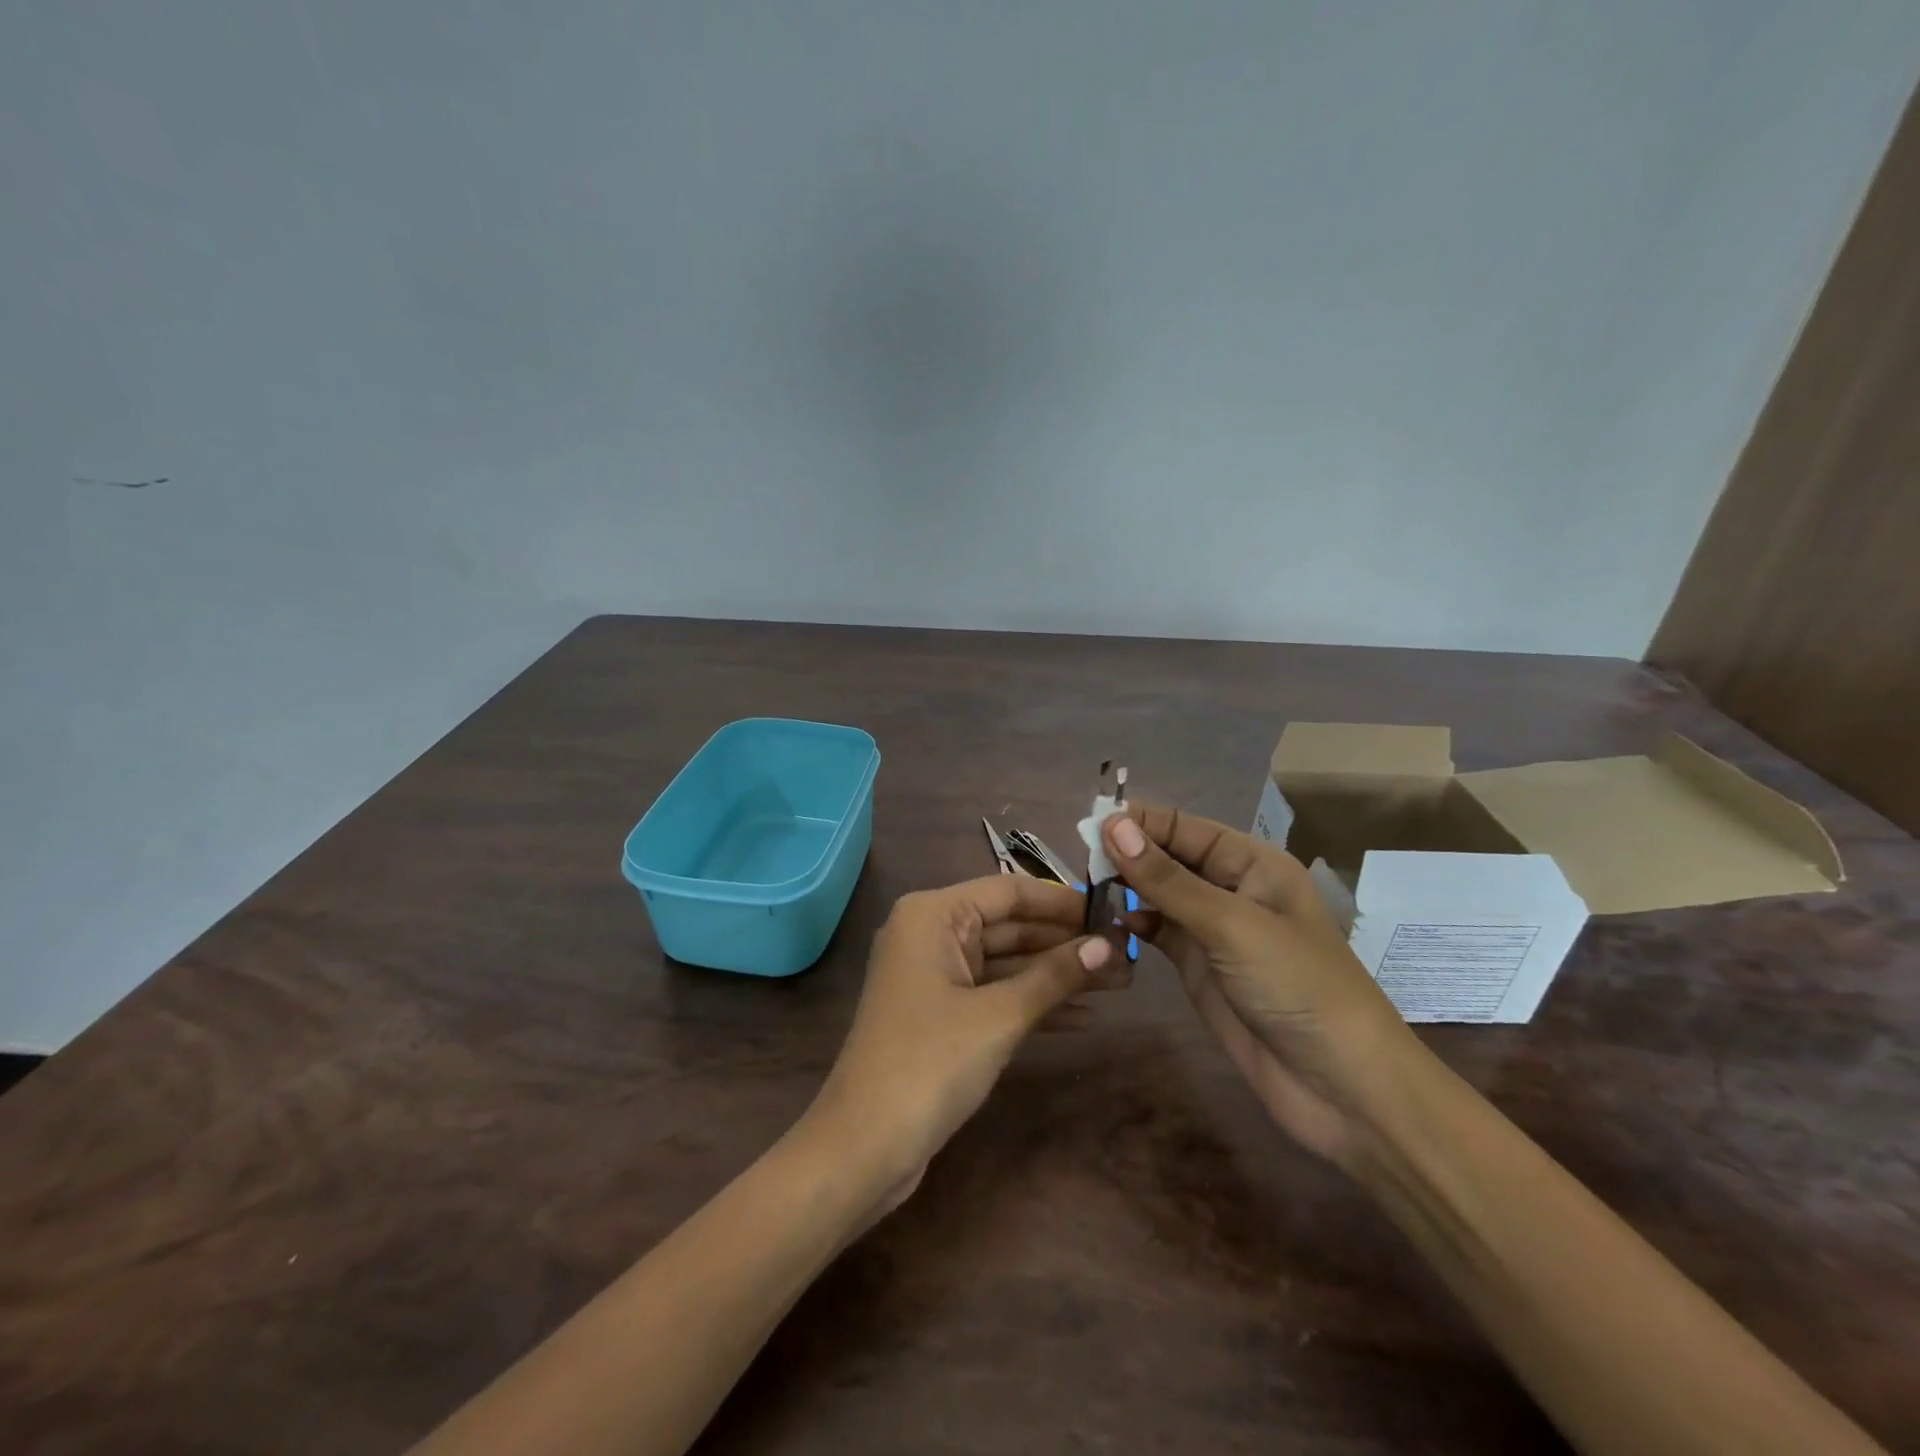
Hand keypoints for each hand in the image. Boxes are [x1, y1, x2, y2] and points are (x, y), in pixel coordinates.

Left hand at [809, 875, 1116, 1209]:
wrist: (864, 1147)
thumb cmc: (930, 1063)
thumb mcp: (999, 1016)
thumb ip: (1055, 976)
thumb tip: (1109, 945)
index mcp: (933, 914)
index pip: (1009, 892)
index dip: (1062, 902)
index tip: (1112, 912)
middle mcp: (930, 934)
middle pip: (1009, 927)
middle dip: (1066, 943)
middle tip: (1125, 955)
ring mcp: (934, 976)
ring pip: (1005, 963)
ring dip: (1056, 975)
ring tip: (1118, 983)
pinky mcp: (941, 1014)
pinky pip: (994, 993)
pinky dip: (1033, 1002)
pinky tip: (1082, 1015)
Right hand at [1103, 806, 1415, 1165]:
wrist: (1341, 1088)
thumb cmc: (1296, 987)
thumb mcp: (1230, 925)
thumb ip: (1167, 878)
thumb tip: (1112, 825)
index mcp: (1251, 863)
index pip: (1184, 827)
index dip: (1138, 822)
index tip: (1087, 825)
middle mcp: (1231, 888)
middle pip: (1168, 857)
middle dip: (1126, 853)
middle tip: (1077, 859)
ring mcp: (1213, 930)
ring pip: (1158, 894)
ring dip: (1125, 888)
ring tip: (1084, 889)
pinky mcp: (1198, 966)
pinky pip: (1157, 931)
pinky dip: (1132, 924)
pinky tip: (1107, 925)